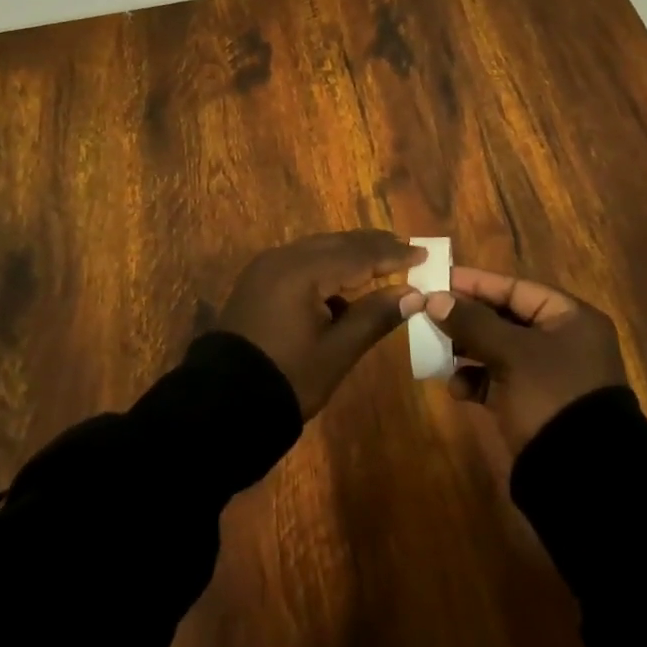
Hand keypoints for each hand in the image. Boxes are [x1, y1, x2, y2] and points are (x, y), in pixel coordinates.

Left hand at [219, 231, 424, 416]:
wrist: (223, 403)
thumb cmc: (288, 378)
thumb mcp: (337, 351)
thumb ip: (375, 316)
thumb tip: (413, 294)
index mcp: (302, 271)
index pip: (358, 255)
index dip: (393, 254)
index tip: (424, 253)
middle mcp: (283, 258)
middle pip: (337, 243)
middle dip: (373, 245)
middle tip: (406, 246)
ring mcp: (267, 266)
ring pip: (318, 248)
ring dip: (350, 253)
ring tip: (382, 258)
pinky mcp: (258, 279)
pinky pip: (301, 260)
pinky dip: (327, 265)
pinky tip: (344, 281)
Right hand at [408, 266, 628, 451]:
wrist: (583, 477)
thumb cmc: (551, 395)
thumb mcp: (511, 353)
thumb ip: (472, 322)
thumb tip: (434, 299)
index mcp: (570, 318)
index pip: (515, 288)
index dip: (475, 283)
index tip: (438, 280)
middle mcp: (562, 341)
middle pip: (504, 318)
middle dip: (466, 319)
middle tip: (429, 315)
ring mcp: (548, 375)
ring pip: (498, 350)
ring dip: (466, 351)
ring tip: (437, 352)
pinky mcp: (535, 405)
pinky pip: (498, 381)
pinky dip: (476, 381)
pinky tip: (456, 389)